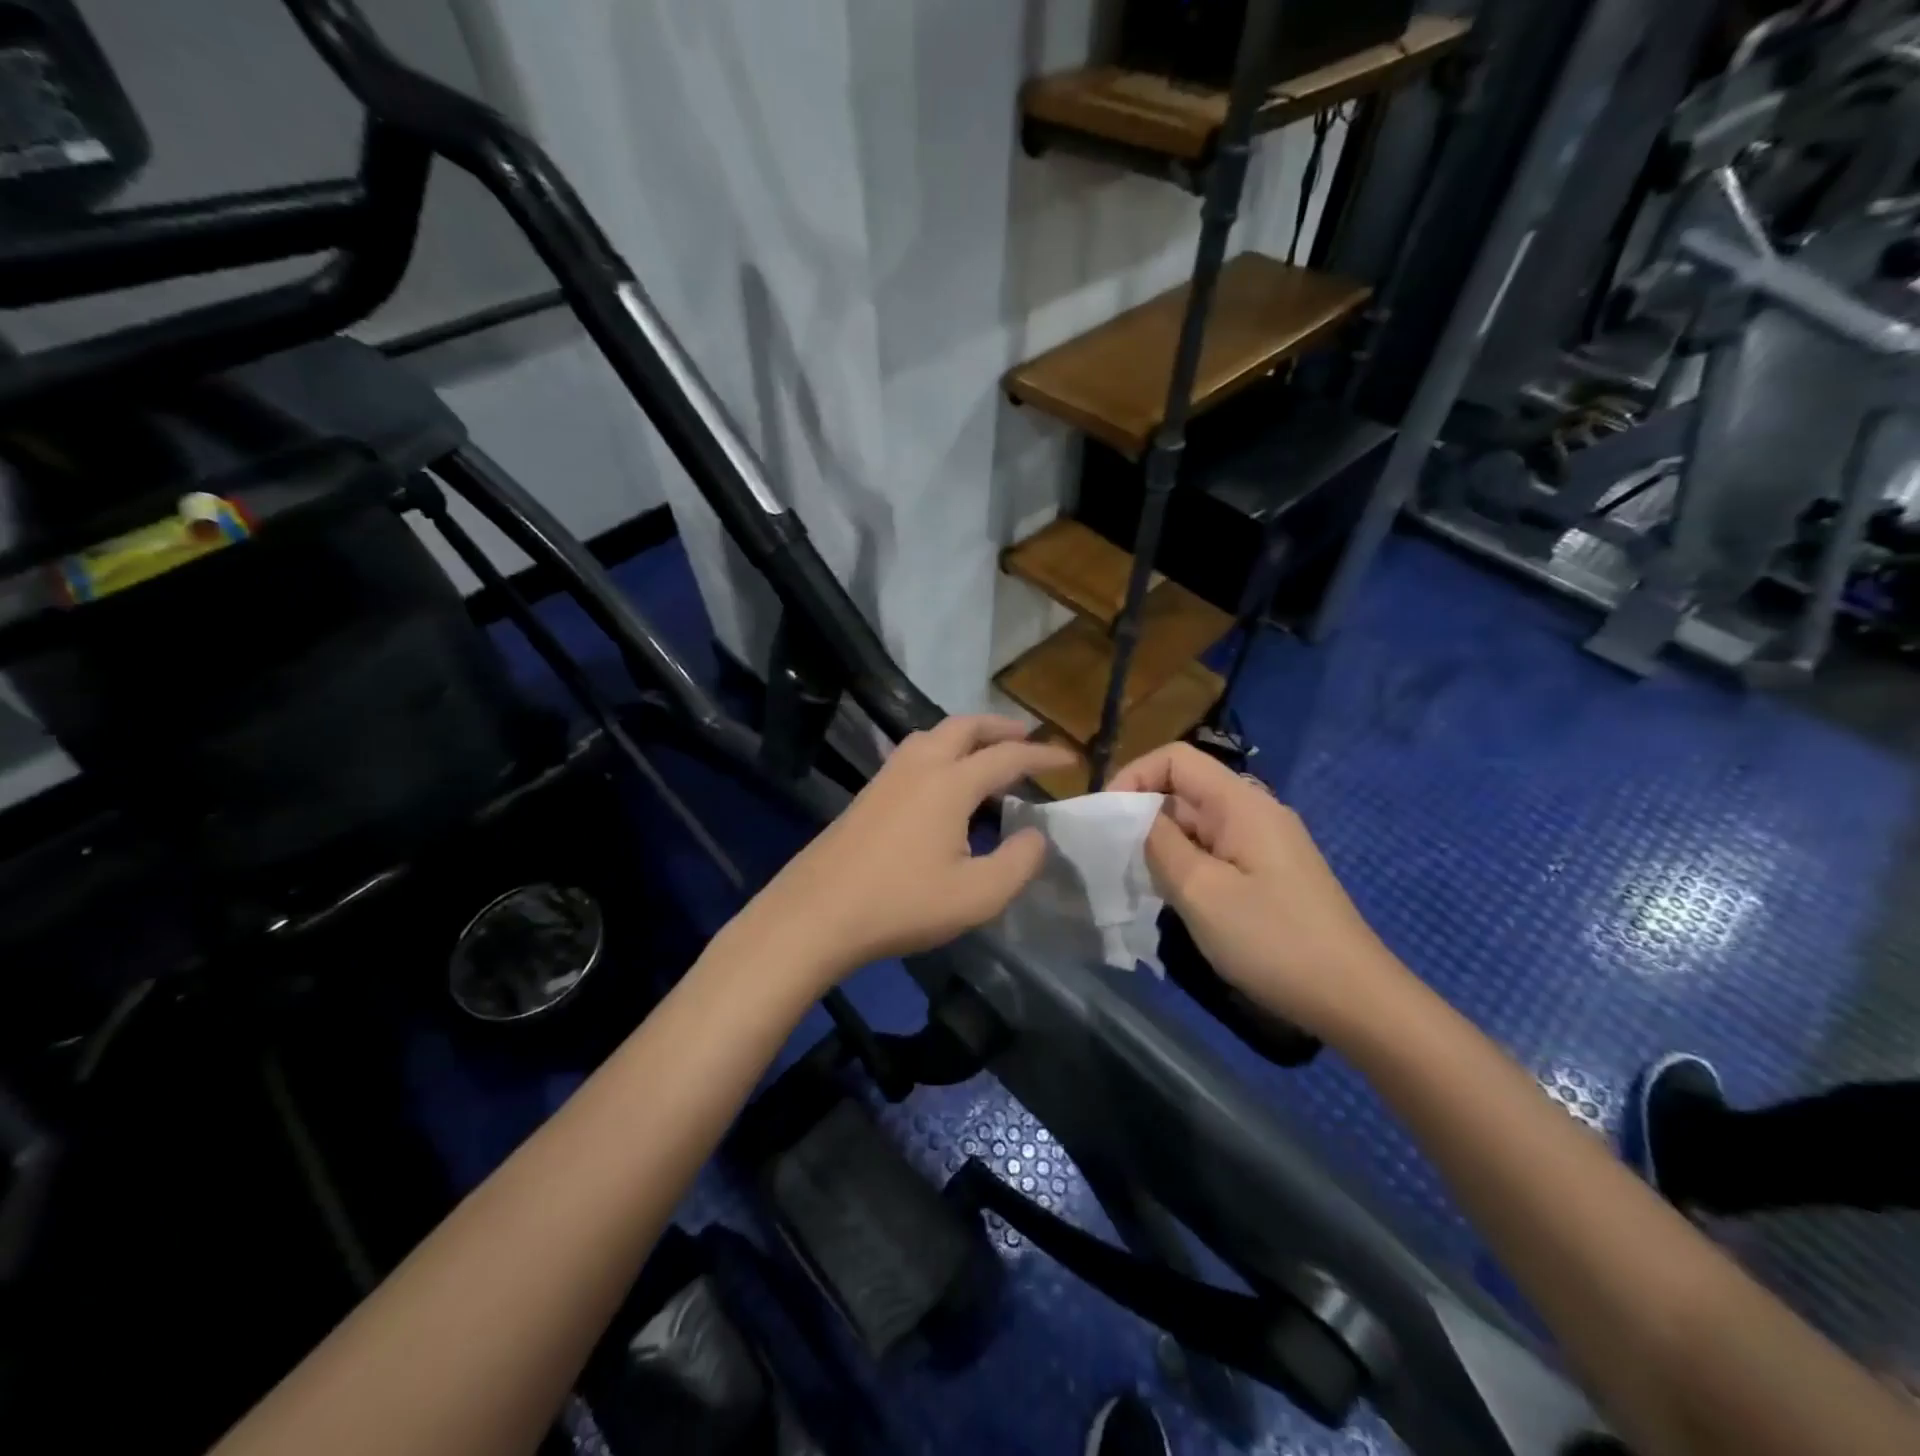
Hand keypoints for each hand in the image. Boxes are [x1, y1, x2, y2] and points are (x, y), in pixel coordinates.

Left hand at [738, 716, 1075, 984]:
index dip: (1042, 755)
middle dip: (999, 727)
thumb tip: (1035, 836)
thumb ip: (1018, 863)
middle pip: (964, 727)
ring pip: (932, 735)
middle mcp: (919, 766)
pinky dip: (941, 751)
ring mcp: (887, 777)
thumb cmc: (902, 903)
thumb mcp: (977, 896)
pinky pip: (914, 754)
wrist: (817, 913)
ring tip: (986, 753)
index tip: (1069, 758)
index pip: (1007, 757)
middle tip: (1026, 737)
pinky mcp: (868, 794)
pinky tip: (942, 783)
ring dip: (966, 734)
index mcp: (950, 783)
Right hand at [1111, 743, 1411, 1041]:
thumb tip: (1133, 816)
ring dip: (1162, 844)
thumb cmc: (1272, 940)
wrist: (1354, 999)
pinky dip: (1186, 864)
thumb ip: (1159, 845)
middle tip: (1114, 859)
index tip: (1105, 819)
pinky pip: (1215, 851)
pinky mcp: (1269, 873)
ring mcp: (1265, 843)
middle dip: (1143, 815)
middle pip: (1185, 790)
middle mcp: (1255, 812)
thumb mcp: (1201, 891)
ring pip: (1197, 824)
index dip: (1133, 776)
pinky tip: (1174, 898)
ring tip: (1139, 881)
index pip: (1175, 759)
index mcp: (1241, 803)